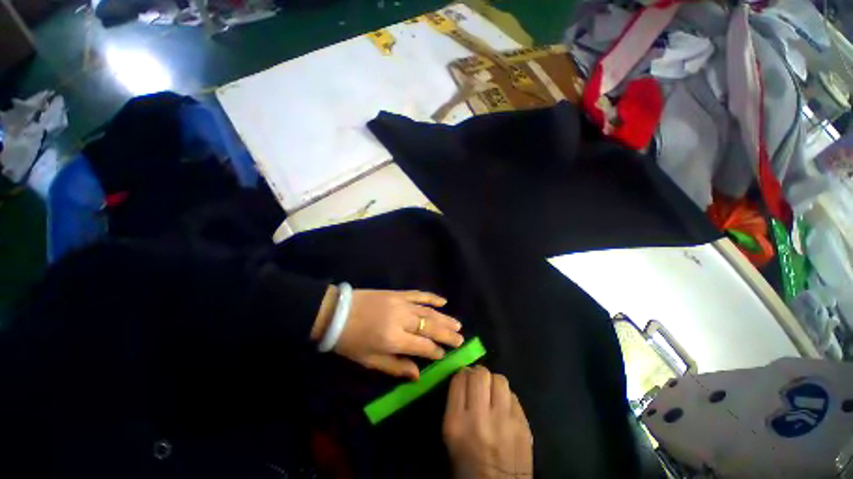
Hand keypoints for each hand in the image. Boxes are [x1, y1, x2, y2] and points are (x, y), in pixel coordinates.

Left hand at [313, 288, 463, 378]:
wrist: (336, 313)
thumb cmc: (350, 341)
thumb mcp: (369, 360)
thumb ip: (395, 367)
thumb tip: (418, 375)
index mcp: (394, 339)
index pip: (423, 346)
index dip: (435, 351)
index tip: (445, 354)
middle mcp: (402, 320)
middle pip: (430, 328)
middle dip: (447, 334)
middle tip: (461, 338)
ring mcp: (401, 303)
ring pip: (429, 312)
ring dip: (445, 318)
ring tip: (458, 324)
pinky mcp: (398, 293)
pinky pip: (419, 294)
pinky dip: (432, 297)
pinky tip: (443, 301)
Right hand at [443, 366, 532, 478]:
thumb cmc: (468, 465)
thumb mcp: (450, 436)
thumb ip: (455, 404)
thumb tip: (464, 379)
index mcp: (457, 422)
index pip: (459, 379)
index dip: (462, 374)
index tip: (464, 377)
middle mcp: (480, 418)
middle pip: (480, 374)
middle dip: (478, 373)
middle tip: (478, 381)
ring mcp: (504, 422)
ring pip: (500, 380)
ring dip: (494, 382)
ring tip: (492, 391)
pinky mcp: (523, 427)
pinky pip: (514, 396)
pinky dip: (507, 397)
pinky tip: (504, 407)